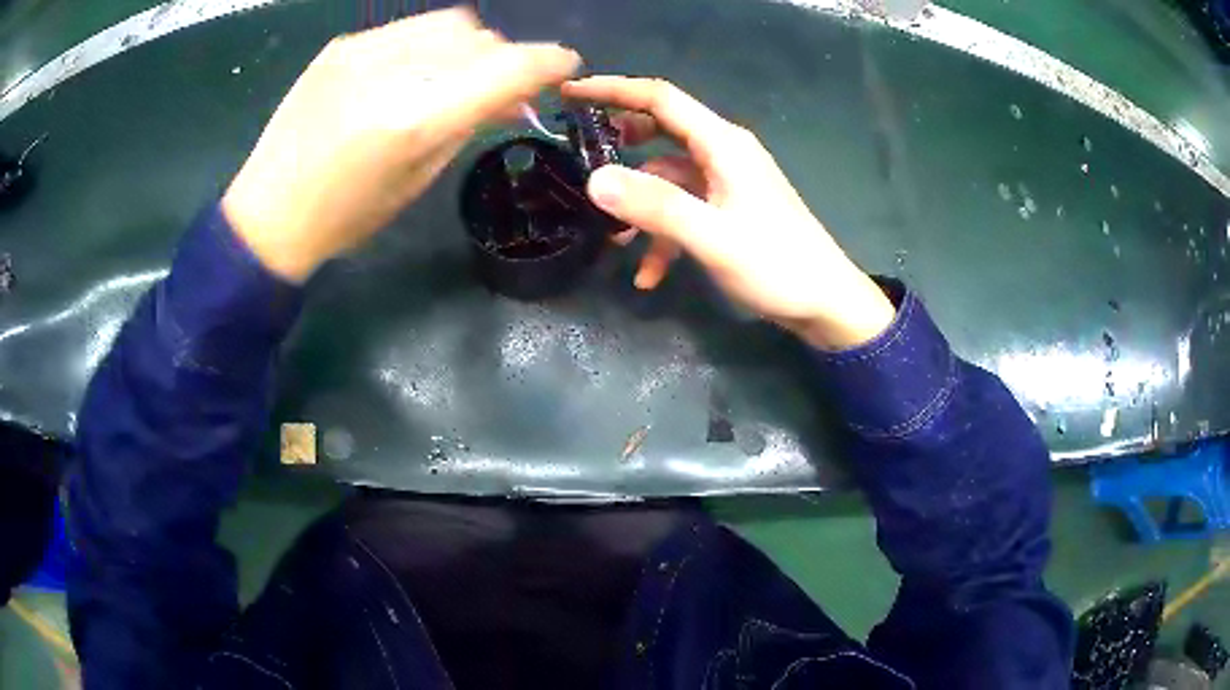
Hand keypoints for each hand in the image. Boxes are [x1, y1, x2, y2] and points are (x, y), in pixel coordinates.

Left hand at [222, 9, 580, 282]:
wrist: (269, 214)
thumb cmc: (347, 216)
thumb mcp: (419, 178)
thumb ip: (471, 124)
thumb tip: (516, 95)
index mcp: (416, 119)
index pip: (508, 67)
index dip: (549, 62)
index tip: (565, 67)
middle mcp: (393, 72)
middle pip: (482, 38)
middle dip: (505, 58)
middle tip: (500, 87)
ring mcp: (362, 51)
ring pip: (450, 23)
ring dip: (471, 46)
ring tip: (457, 75)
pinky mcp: (342, 46)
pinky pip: (409, 28)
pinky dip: (430, 44)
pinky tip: (416, 70)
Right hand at [561, 77, 894, 350]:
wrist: (826, 303)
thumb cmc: (777, 266)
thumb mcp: (713, 237)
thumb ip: (656, 207)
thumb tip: (595, 179)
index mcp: (722, 144)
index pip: (660, 98)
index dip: (613, 89)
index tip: (570, 92)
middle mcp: (724, 153)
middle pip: (662, 129)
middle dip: (621, 142)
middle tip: (580, 154)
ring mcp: (727, 182)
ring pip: (669, 177)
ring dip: (640, 203)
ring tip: (614, 239)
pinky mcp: (729, 209)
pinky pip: (685, 209)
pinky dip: (664, 235)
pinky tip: (649, 276)